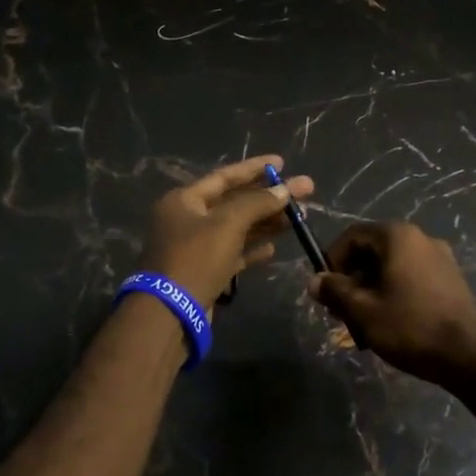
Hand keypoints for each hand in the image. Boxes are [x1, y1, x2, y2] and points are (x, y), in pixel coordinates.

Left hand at [138, 155, 313, 313]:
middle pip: (235, 202)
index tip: (282, 163)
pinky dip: (252, 248)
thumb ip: (257, 203)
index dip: (254, 168)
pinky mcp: (204, 271)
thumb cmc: (196, 258)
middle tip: (304, 191)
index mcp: (184, 200)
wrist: (171, 313)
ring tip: (299, 218)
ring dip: (267, 222)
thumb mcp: (228, 224)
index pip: (224, 176)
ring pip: (237, 228)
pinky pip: (233, 253)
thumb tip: (283, 190)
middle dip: (269, 197)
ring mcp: (196, 247)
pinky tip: (274, 247)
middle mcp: (187, 219)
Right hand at [308, 222, 475, 383]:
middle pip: (373, 250)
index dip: (332, 260)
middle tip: (341, 311)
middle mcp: (420, 238)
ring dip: (371, 289)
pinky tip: (390, 322)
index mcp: (398, 237)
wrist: (468, 355)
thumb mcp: (363, 311)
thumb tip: (314, 281)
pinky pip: (411, 277)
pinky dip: (394, 292)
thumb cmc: (410, 326)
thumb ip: (335, 291)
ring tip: (363, 323)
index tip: (325, 289)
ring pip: (392, 266)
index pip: (353, 235)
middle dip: (352, 279)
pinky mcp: (451, 279)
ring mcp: (440, 258)